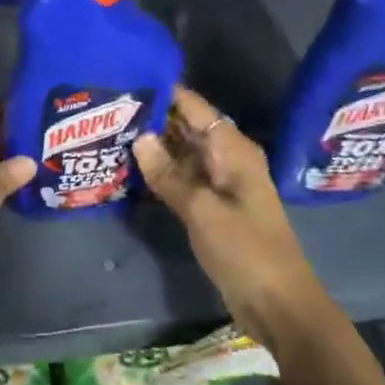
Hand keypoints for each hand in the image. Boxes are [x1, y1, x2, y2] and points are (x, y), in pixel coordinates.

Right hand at [133, 85, 318, 330]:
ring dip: (152, 145)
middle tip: (107, 108)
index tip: (126, 80)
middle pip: (186, 127)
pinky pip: (181, 177)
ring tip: (110, 131)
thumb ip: (168, 173)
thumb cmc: (245, 250)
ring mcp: (218, 183)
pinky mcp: (210, 205)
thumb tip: (138, 137)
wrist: (277, 303)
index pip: (194, 107)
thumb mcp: (201, 210)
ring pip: (181, 152)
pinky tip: (128, 167)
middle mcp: (226, 158)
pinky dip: (159, 171)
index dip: (164, 92)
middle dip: (152, 118)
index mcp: (232, 150)